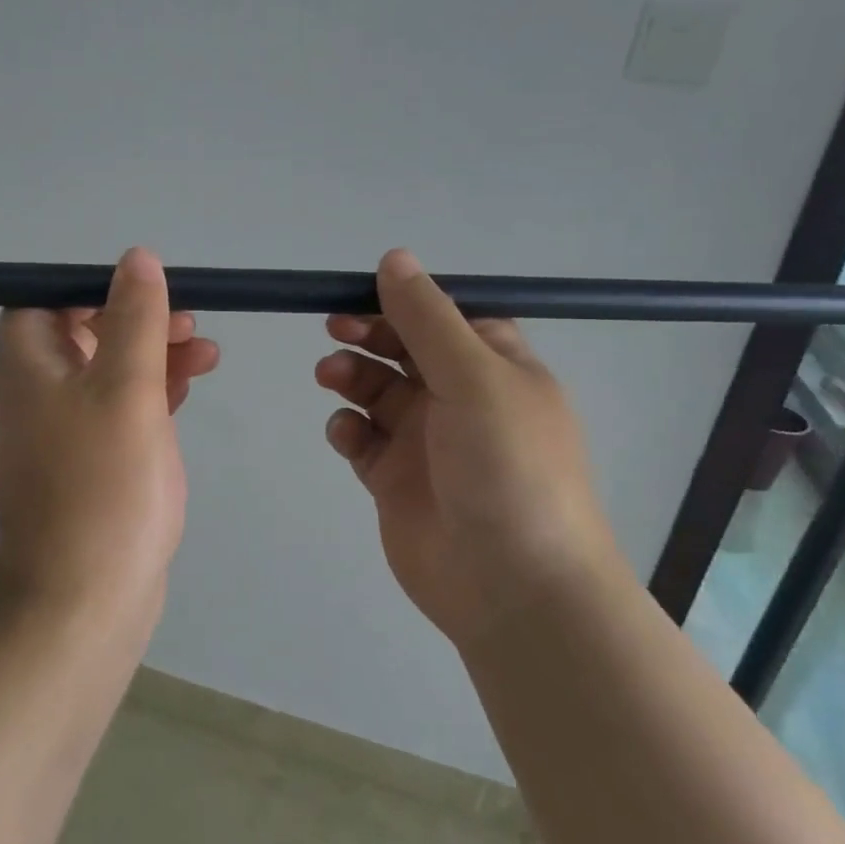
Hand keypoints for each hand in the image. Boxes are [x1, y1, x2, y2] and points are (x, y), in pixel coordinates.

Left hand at [0, 247, 219, 625]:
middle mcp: (33, 397)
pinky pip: (116, 414)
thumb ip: (134, 319)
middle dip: (137, 321)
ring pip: (106, 375)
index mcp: (27, 369)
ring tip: (208, 353)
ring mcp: (60, 437)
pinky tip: (187, 391)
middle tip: (190, 323)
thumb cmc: (104, 485)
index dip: (91, 289)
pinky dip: (149, 396)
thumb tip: (136, 258)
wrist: (84, 601)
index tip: (145, 292)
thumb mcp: (126, 389)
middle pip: (82, 336)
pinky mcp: (88, 469)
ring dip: (152, 357)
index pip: (44, 301)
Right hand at [316, 249, 623, 647]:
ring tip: (331, 379)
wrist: (513, 586)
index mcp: (495, 368)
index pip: (445, 318)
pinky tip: (346, 435)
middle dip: (369, 336)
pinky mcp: (396, 481)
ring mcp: (427, 442)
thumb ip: (427, 319)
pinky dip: (348, 430)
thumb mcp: (474, 378)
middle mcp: (462, 399)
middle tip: (336, 331)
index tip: (362, 295)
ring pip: (377, 393)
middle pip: (404, 351)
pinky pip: (363, 440)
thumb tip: (395, 257)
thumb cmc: (506, 467)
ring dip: (352, 378)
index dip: (404, 303)